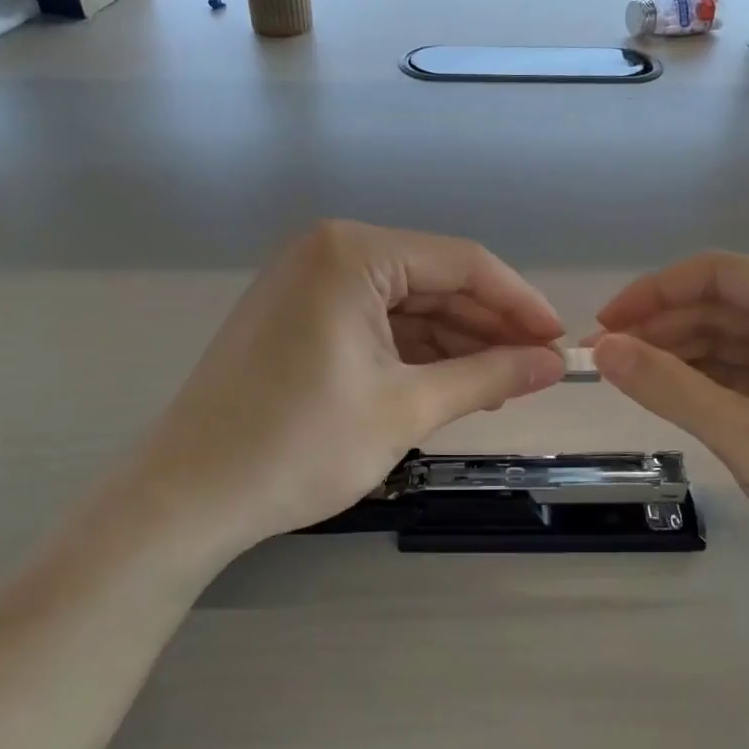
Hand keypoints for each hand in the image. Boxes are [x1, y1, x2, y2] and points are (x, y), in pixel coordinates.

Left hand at [137, 221, 565, 545]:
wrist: (189, 497)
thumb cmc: (300, 445)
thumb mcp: (406, 409)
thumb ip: (488, 377)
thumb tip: (553, 364)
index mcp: (353, 252)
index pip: (461, 262)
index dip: (519, 303)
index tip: (559, 342)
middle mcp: (329, 251)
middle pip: (433, 281)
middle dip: (488, 327)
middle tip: (537, 371)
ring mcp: (308, 284)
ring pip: (405, 306)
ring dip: (455, 343)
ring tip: (503, 385)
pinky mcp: (297, 318)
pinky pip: (374, 324)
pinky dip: (414, 353)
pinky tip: (453, 383)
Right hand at [590, 254, 748, 600]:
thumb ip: (671, 389)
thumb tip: (601, 351)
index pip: (715, 274)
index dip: (652, 294)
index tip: (602, 328)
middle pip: (720, 306)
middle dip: (661, 330)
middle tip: (604, 364)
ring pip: (730, 341)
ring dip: (679, 358)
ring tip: (628, 383)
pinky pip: (747, 373)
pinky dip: (707, 383)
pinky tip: (672, 398)